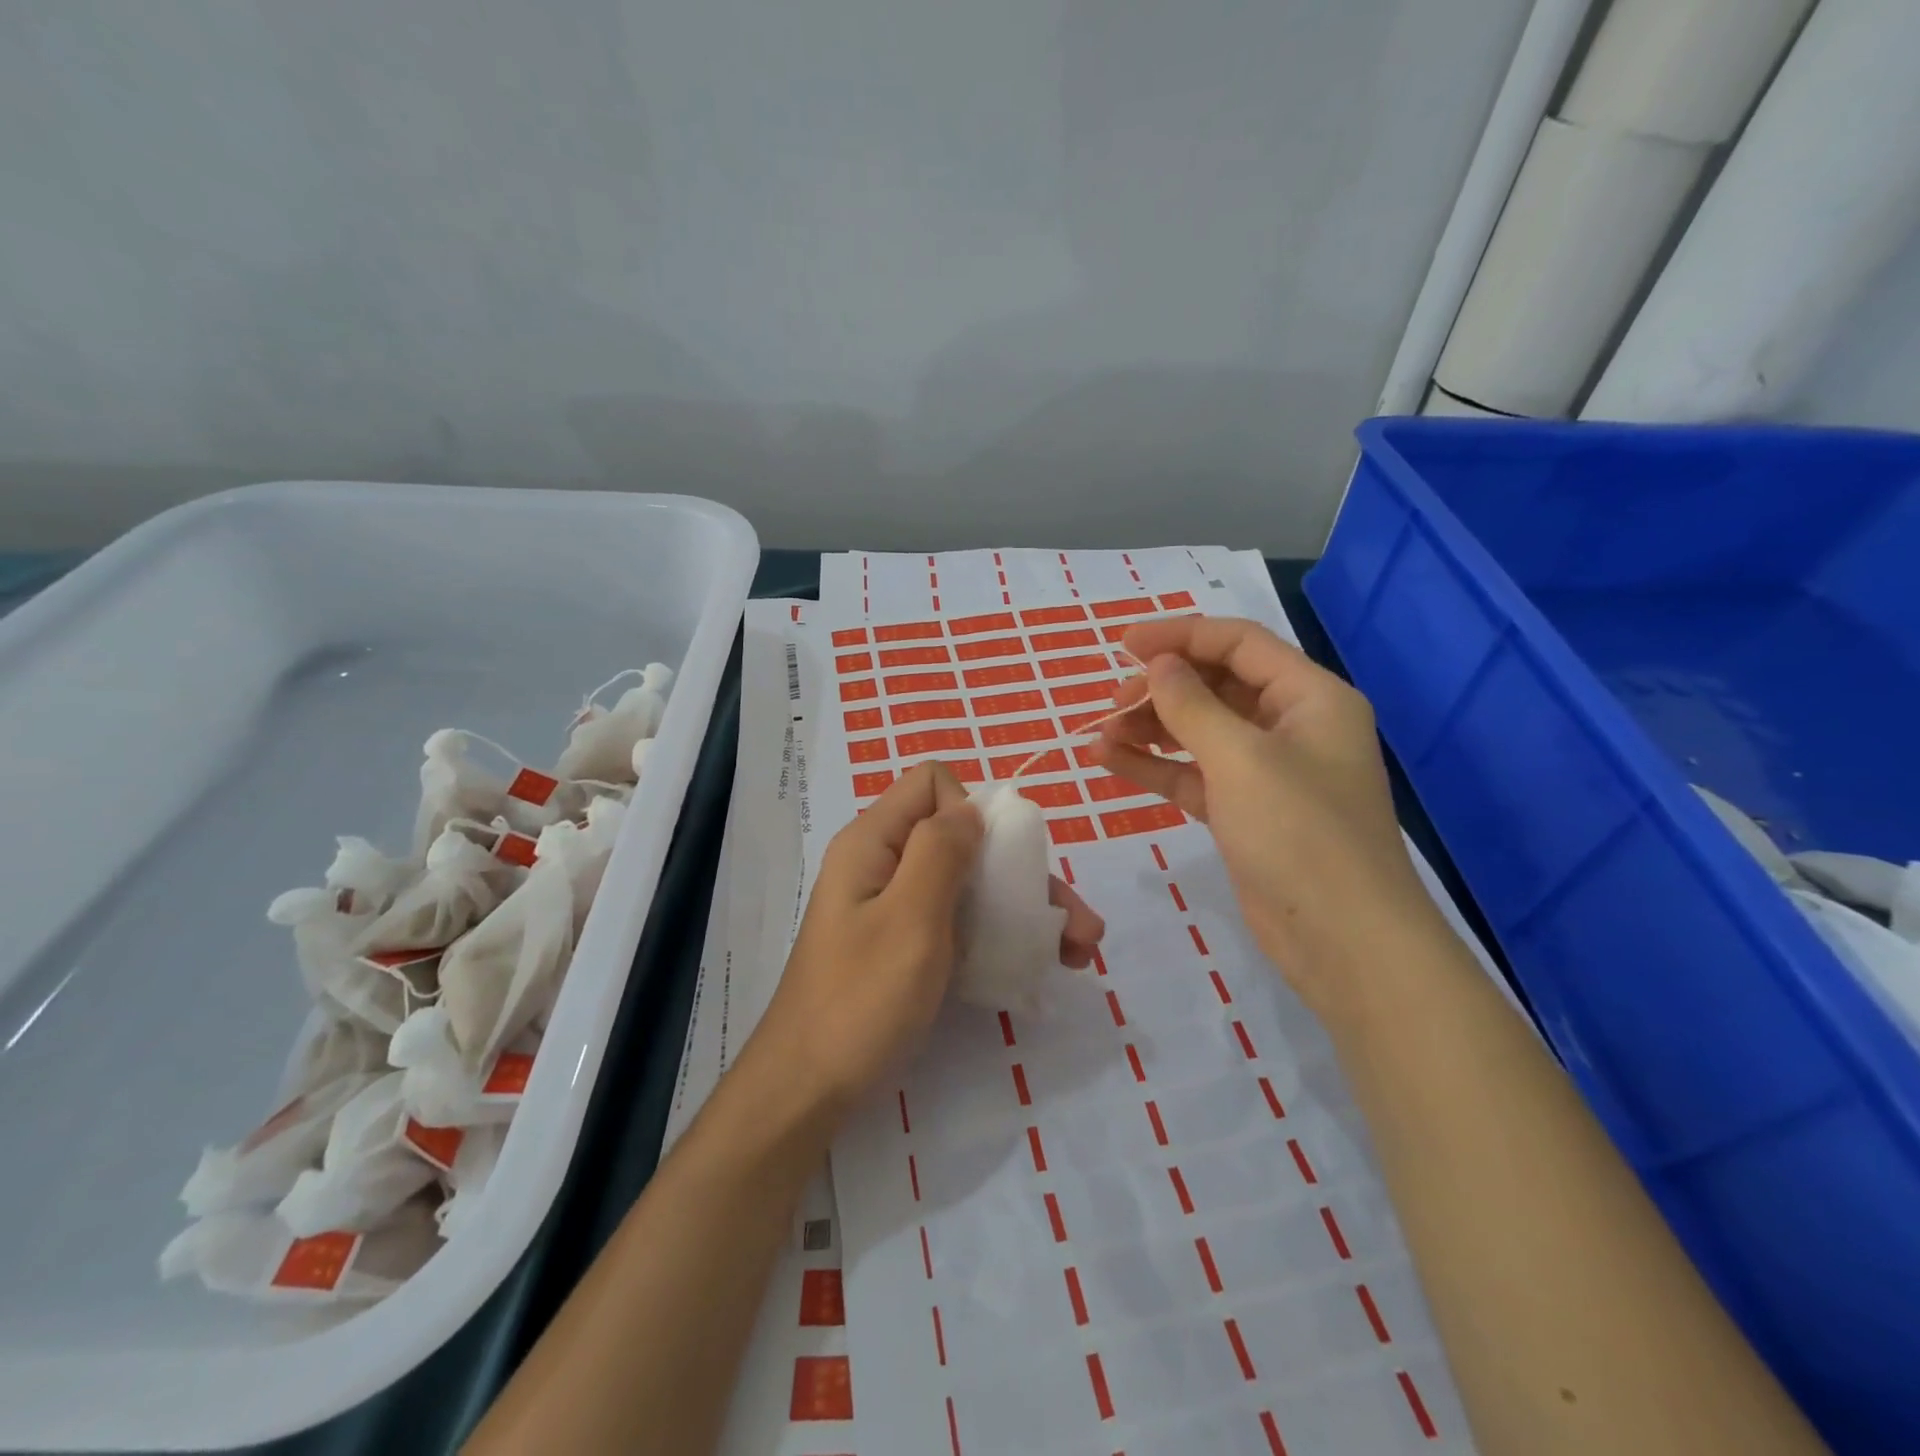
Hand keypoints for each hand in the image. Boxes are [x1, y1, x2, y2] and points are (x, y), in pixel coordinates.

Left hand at [755, 763, 1103, 1113]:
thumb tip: (972, 810)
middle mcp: (884, 864)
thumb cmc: (861, 1000)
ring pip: (968, 883)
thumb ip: (940, 851)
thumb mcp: (908, 918)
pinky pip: (958, 921)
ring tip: (1079, 952)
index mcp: (874, 842)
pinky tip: (1039, 964)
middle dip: (1023, 872)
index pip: (931, 783)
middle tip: (1079, 925)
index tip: (993, 862)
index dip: (971, 810)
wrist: (808, 1090)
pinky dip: (998, 934)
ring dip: (1024, 908)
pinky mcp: (905, 946)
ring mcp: (895, 908)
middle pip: (961, 838)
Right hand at [1091, 616, 1442, 1019]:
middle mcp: (1290, 725)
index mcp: (1309, 696)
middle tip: (1112, 705)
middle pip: (1216, 686)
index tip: (1123, 645)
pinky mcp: (1244, 811)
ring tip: (1101, 736)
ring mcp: (1266, 772)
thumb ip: (1192, 705)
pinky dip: (1155, 765)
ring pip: (1200, 731)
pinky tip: (1109, 761)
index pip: (1238, 644)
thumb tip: (1157, 665)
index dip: (1180, 636)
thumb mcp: (1241, 758)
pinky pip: (1193, 773)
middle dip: (1161, 688)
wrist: (1342, 940)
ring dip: (1151, 728)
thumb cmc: (1300, 833)